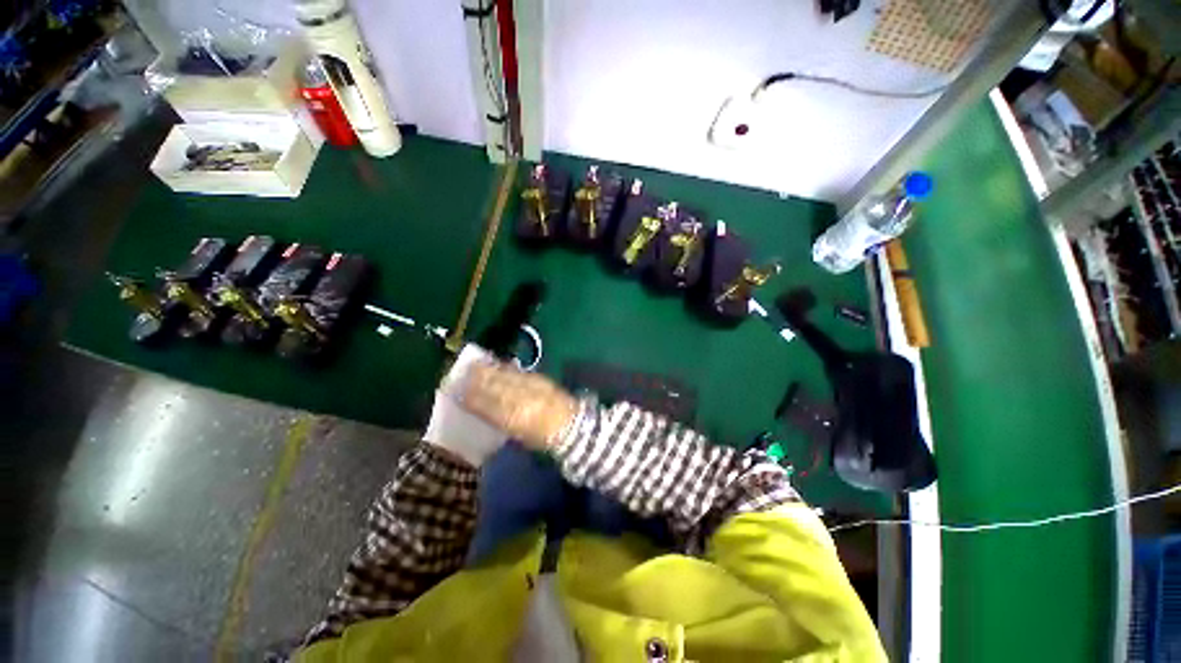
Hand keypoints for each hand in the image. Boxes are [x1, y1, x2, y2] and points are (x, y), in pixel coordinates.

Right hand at [461, 362, 577, 449]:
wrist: (571, 426)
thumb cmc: (542, 437)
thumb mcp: (519, 436)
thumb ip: (501, 421)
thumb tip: (483, 409)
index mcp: (515, 420)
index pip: (488, 407)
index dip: (472, 399)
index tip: (458, 392)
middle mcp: (522, 402)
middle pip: (496, 388)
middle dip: (478, 379)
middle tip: (463, 372)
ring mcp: (532, 389)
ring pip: (506, 377)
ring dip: (491, 370)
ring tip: (477, 365)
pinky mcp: (541, 380)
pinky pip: (520, 373)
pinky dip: (507, 369)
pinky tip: (499, 365)